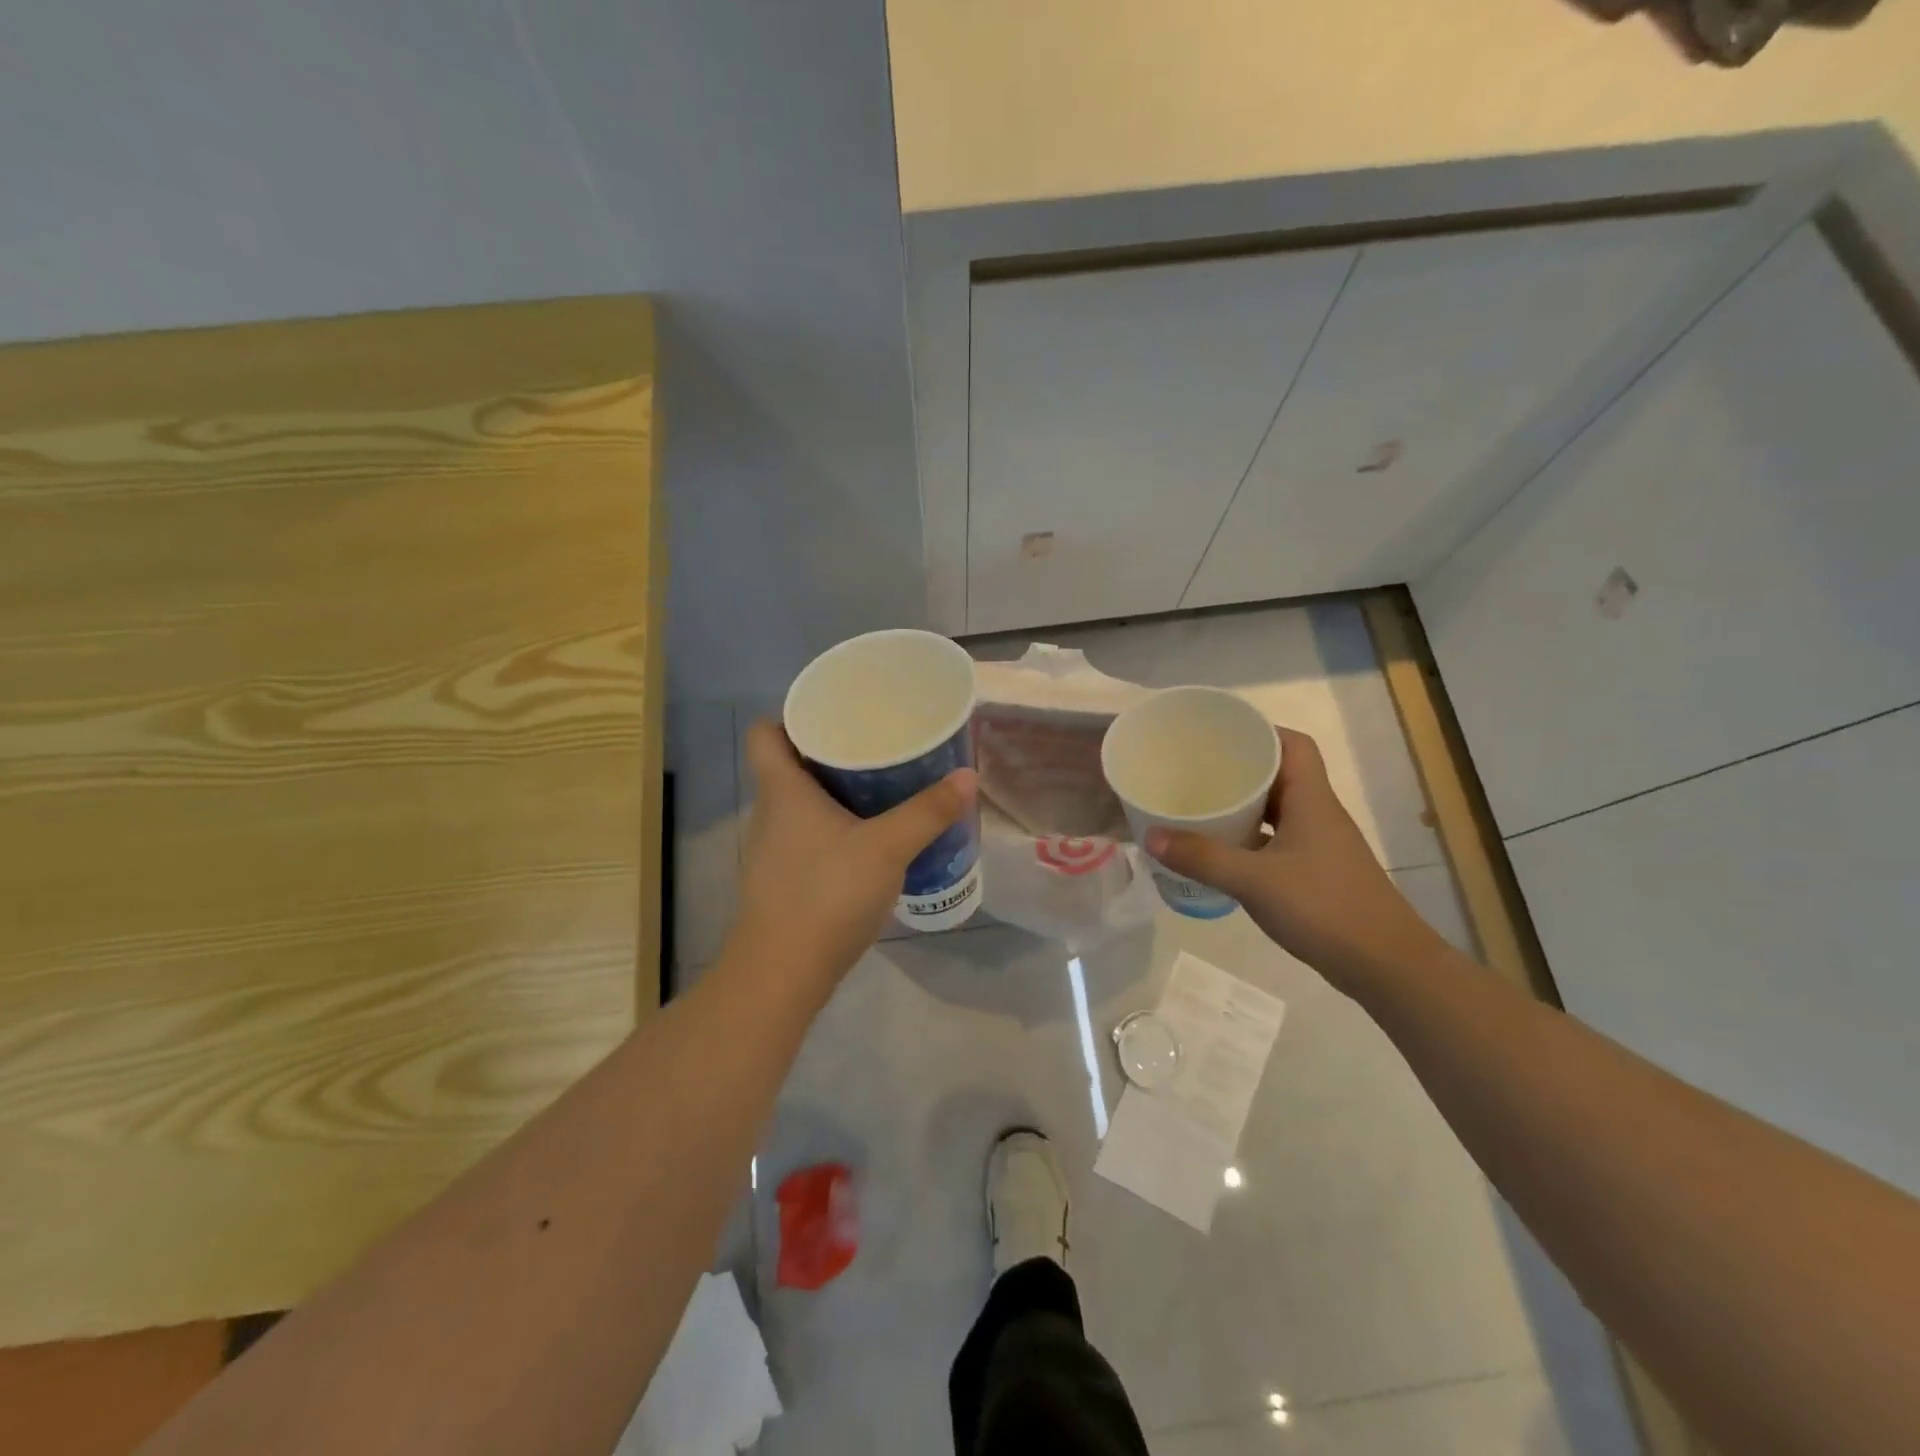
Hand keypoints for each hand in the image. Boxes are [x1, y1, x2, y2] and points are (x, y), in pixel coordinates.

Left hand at [729, 720, 976, 988]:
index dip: (792, 717)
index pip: (766, 732)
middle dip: (828, 752)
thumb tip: (968, 775)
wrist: (783, 972)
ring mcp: (772, 850)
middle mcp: (769, 813)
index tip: (834, 715)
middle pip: (788, 765)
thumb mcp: (888, 847)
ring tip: (878, 788)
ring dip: (832, 793)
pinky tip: (867, 841)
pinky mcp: (782, 880)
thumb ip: (929, 811)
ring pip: (798, 804)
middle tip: (874, 746)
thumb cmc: (827, 893)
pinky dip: (832, 829)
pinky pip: (806, 837)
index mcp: (782, 789)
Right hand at [1145, 728, 1445, 994]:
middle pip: (1280, 774)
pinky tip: (1222, 852)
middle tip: (1196, 769)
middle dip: (1240, 768)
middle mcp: (1318, 814)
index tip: (1219, 734)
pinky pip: (1276, 840)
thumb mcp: (1256, 881)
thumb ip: (1203, 858)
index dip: (1260, 731)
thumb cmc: (1325, 908)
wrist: (1386, 966)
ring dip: (1243, 805)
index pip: (1293, 745)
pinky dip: (1249, 839)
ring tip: (1200, 805)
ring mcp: (1319, 845)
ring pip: (1277, 809)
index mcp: (1312, 799)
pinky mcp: (1315, 873)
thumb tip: (1151, 835)